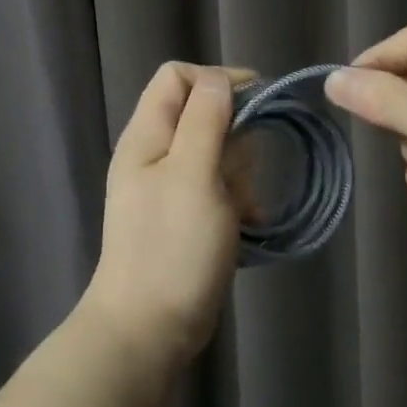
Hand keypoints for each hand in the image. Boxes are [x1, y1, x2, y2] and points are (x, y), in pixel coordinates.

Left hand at [87, 62, 255, 369]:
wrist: (149, 330)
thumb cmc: (172, 246)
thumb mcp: (193, 174)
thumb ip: (206, 120)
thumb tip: (220, 80)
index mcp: (147, 136)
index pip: (178, 77)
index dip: (218, 80)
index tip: (258, 101)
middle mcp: (155, 155)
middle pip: (202, 114)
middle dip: (234, 135)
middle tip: (243, 167)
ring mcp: (170, 188)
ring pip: (218, 154)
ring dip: (240, 174)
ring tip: (243, 205)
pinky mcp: (187, 218)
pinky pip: (220, 190)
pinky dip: (238, 200)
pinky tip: (250, 223)